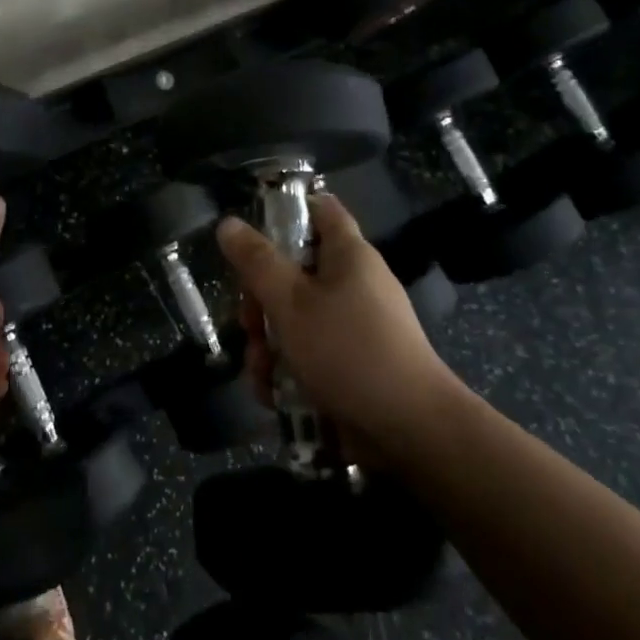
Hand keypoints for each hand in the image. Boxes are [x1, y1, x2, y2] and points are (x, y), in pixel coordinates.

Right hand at [216, 193, 457, 446]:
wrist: (411, 430)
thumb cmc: (347, 350)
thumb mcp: (289, 301)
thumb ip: (256, 261)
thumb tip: (228, 223)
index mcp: (348, 255)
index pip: (320, 209)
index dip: (286, 211)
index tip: (251, 234)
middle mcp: (354, 283)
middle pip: (295, 271)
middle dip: (261, 300)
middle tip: (250, 324)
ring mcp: (355, 325)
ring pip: (296, 317)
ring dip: (268, 343)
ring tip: (260, 372)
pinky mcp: (354, 363)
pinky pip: (311, 352)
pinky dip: (288, 369)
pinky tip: (273, 394)